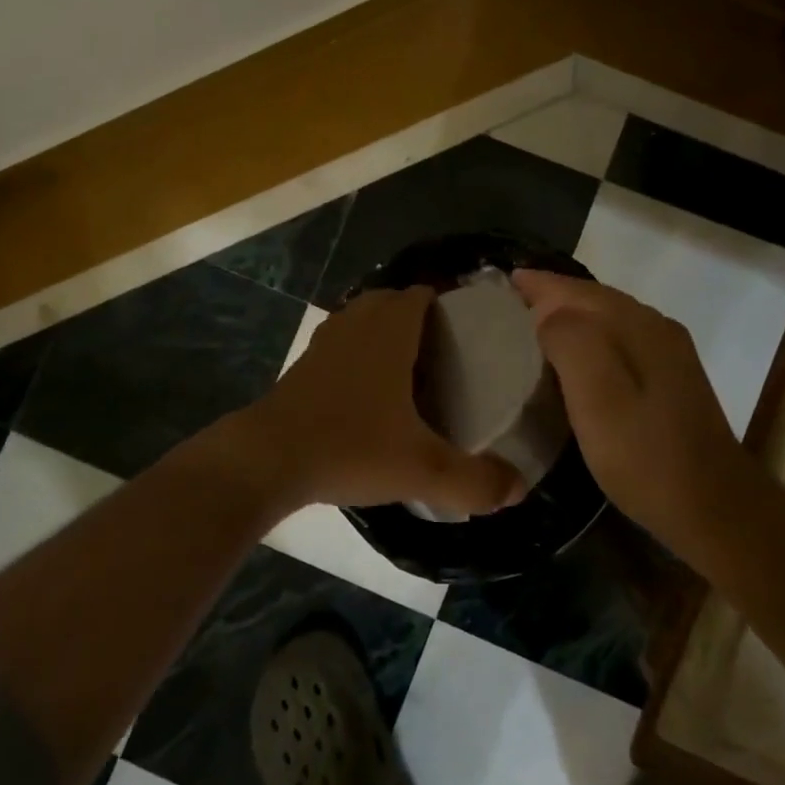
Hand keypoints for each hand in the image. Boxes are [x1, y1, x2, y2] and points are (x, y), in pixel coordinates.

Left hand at [228, 286, 526, 518]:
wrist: (267, 459)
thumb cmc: (349, 447)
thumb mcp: (421, 469)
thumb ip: (473, 481)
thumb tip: (517, 490)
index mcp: (389, 331)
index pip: (421, 294)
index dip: (446, 302)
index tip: (469, 328)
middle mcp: (356, 325)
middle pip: (391, 301)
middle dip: (417, 315)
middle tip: (445, 352)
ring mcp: (324, 343)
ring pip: (361, 319)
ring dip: (384, 331)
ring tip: (410, 369)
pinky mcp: (303, 366)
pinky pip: (340, 343)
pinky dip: (358, 353)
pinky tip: (369, 393)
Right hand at [511, 270, 748, 553]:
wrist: (714, 507)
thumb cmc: (645, 455)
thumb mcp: (598, 397)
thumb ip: (570, 342)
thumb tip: (546, 314)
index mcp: (637, 326)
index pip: (577, 291)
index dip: (539, 284)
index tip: (501, 285)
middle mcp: (656, 328)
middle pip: (594, 299)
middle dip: (552, 296)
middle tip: (508, 304)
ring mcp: (669, 354)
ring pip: (608, 319)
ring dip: (570, 316)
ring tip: (531, 327)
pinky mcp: (671, 379)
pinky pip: (619, 340)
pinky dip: (589, 338)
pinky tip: (574, 361)